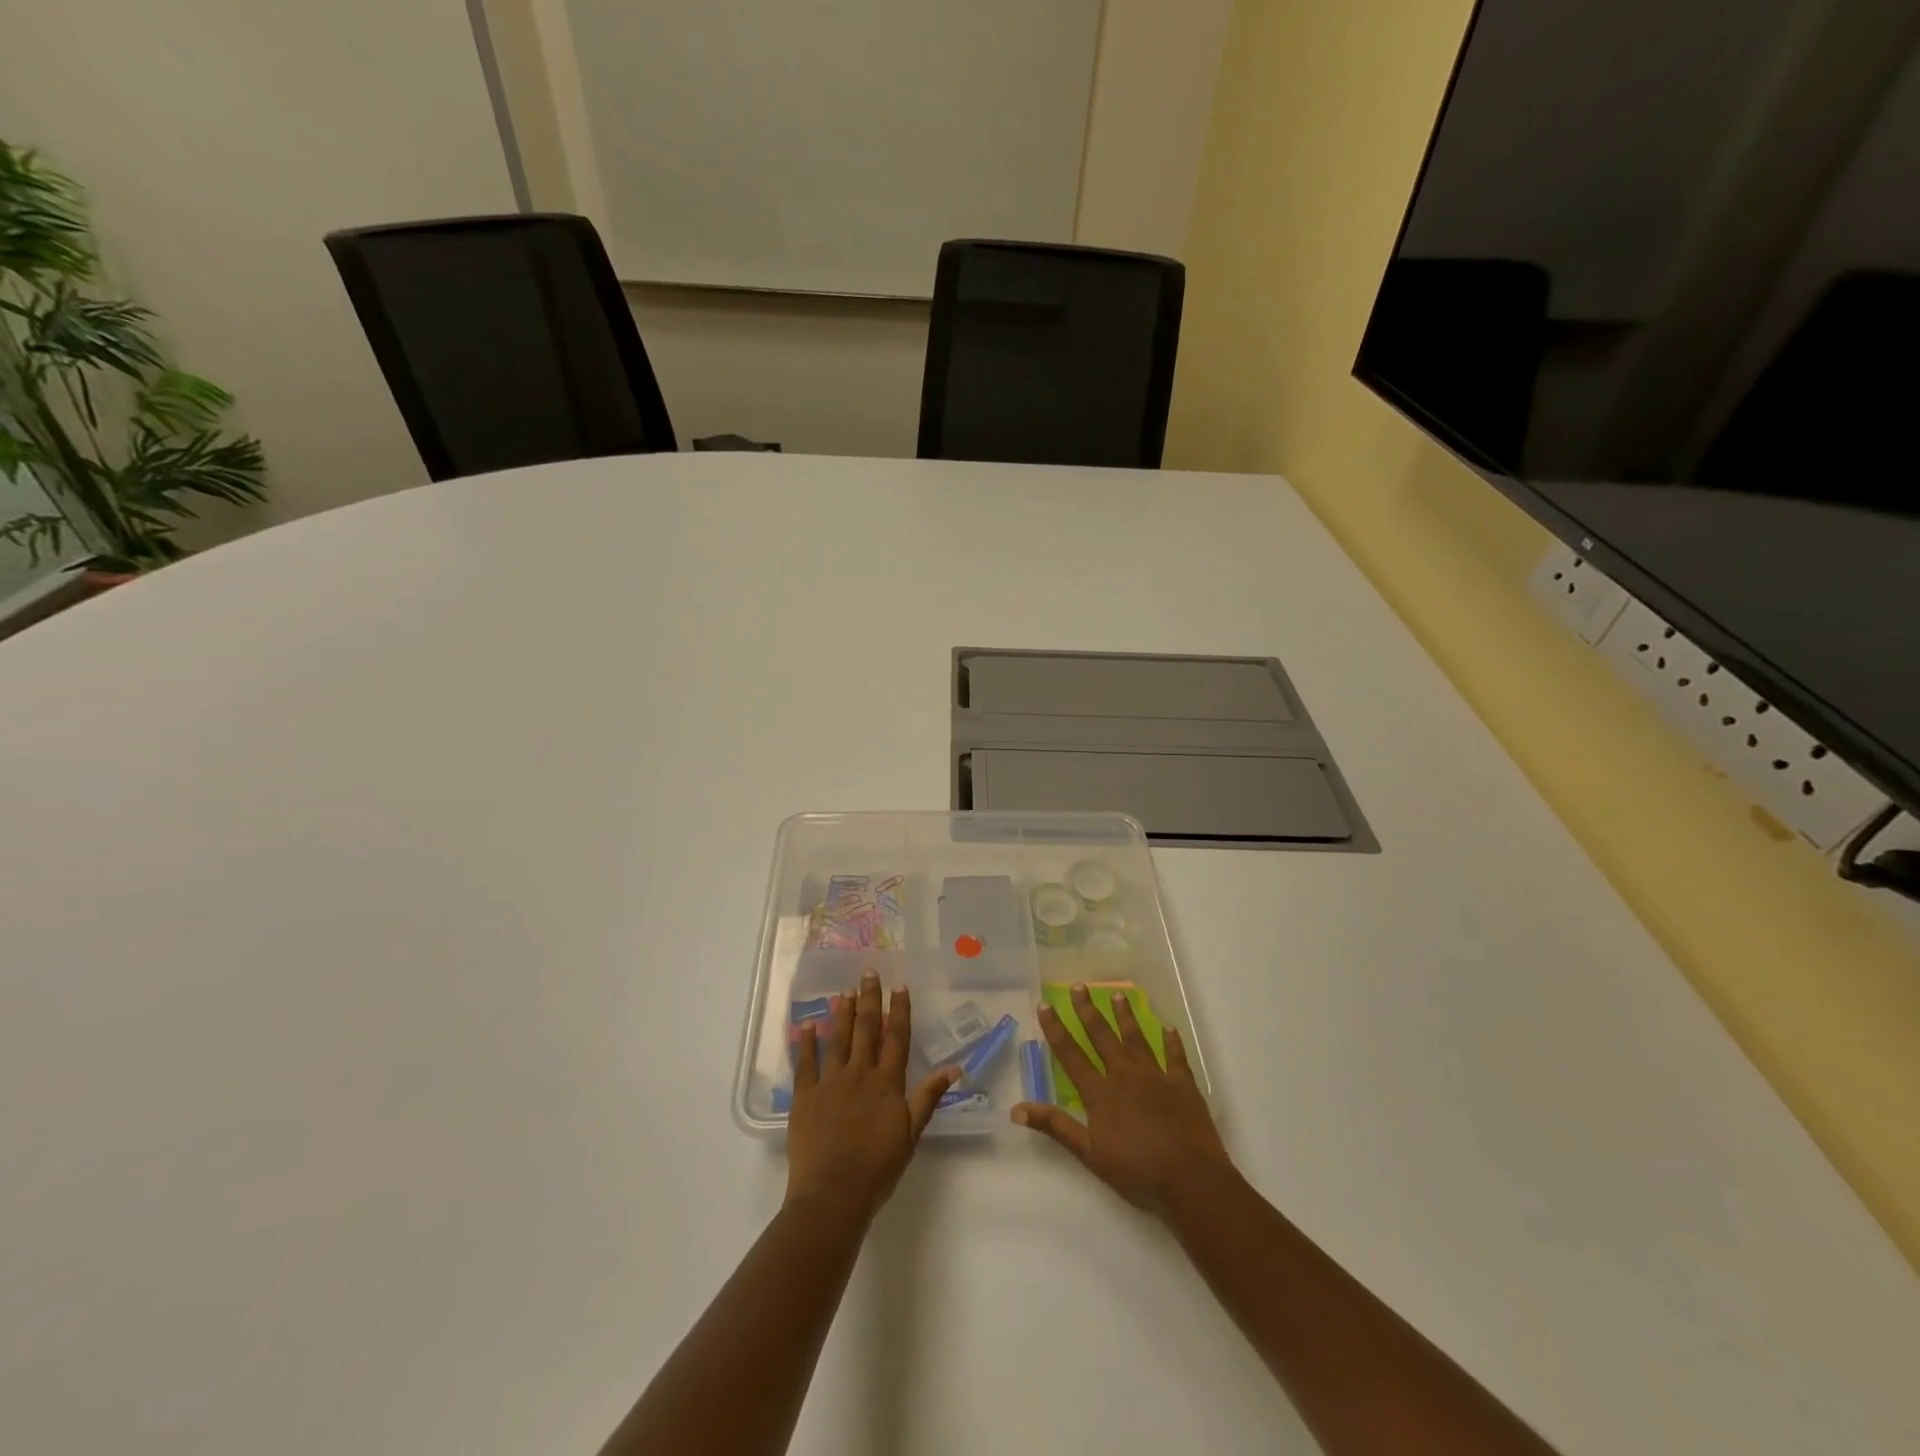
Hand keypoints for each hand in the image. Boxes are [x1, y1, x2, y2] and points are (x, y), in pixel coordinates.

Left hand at [786, 971, 959, 1225]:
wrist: (833, 1195)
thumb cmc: (877, 1168)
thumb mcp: (911, 1134)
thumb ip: (928, 1097)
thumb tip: (955, 1068)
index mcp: (887, 1083)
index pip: (896, 1038)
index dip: (899, 1011)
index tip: (899, 986)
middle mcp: (859, 1074)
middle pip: (866, 1029)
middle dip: (869, 999)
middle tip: (868, 973)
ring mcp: (829, 1082)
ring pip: (837, 1038)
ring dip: (842, 1013)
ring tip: (844, 991)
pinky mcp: (804, 1096)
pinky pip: (805, 1062)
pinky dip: (805, 1042)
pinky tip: (807, 1024)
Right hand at [1013, 982, 1231, 1213]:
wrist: (1190, 1179)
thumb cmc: (1137, 1171)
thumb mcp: (1089, 1154)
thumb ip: (1056, 1127)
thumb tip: (1017, 1109)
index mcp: (1100, 1092)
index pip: (1071, 1054)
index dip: (1056, 1029)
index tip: (1045, 1005)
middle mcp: (1125, 1074)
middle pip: (1102, 1036)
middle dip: (1088, 1010)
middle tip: (1079, 986)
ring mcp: (1156, 1075)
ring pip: (1136, 1038)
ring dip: (1125, 1017)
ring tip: (1118, 995)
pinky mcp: (1182, 1083)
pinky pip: (1175, 1056)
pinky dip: (1171, 1041)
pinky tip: (1169, 1028)